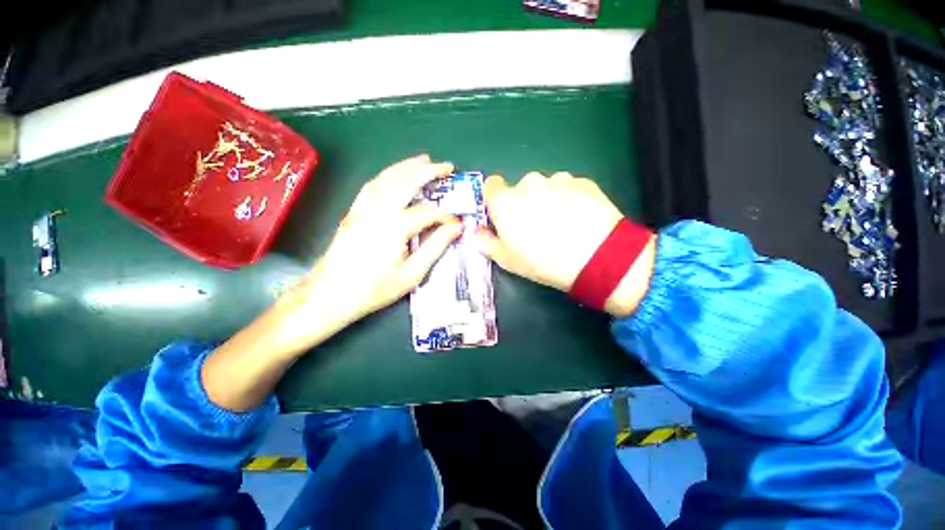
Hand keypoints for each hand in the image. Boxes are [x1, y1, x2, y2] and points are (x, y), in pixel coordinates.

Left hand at [203, 155, 460, 411]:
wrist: (330, 295)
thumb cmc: (374, 289)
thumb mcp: (412, 274)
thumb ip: (435, 247)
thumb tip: (456, 228)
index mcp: (395, 227)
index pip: (428, 212)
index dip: (446, 216)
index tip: (457, 223)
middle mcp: (378, 210)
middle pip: (407, 181)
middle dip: (429, 171)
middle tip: (448, 166)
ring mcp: (362, 208)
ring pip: (387, 177)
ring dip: (408, 166)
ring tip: (425, 160)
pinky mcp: (353, 211)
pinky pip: (372, 185)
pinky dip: (388, 174)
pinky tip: (396, 174)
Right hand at [476, 171, 655, 315]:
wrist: (597, 257)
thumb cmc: (544, 261)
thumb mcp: (508, 260)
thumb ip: (487, 243)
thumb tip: (476, 233)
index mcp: (506, 202)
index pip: (491, 185)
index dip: (495, 199)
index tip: (503, 215)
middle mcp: (529, 184)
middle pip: (520, 188)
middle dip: (524, 203)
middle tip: (536, 226)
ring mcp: (557, 180)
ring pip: (545, 187)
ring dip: (547, 199)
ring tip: (562, 223)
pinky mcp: (582, 181)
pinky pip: (568, 187)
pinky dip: (569, 199)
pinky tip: (579, 218)